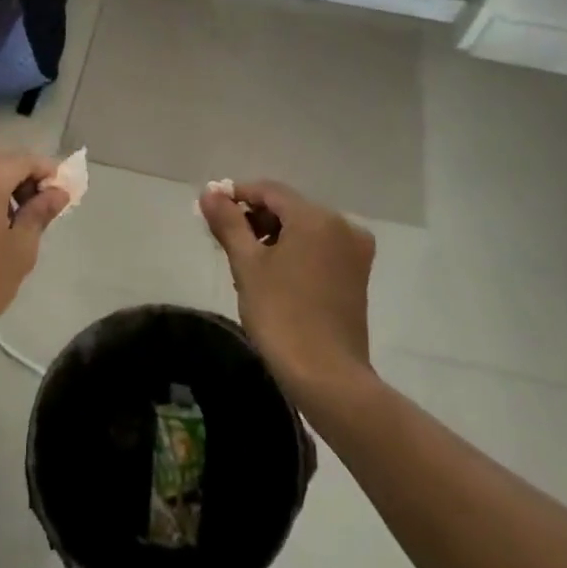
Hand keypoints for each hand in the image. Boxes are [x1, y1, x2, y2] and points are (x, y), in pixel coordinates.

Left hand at [0, 152, 68, 360]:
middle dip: (26, 178)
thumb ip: (40, 213)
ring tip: (19, 220)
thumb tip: (57, 191)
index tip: (62, 197)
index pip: (25, 160)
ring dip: (5, 185)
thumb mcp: (20, 250)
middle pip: (3, 161)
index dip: (48, 173)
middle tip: (43, 210)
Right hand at [200, 180, 375, 397]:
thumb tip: (209, 193)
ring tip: (248, 261)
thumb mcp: (247, 265)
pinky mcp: (357, 275)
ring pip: (305, 228)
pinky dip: (296, 251)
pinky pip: (320, 248)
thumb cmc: (282, 315)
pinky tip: (275, 274)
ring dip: (275, 235)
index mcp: (316, 217)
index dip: (238, 195)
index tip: (211, 210)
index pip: (270, 191)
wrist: (327, 376)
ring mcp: (355, 251)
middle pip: (289, 208)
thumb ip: (228, 223)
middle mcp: (342, 225)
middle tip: (226, 239)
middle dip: (256, 218)